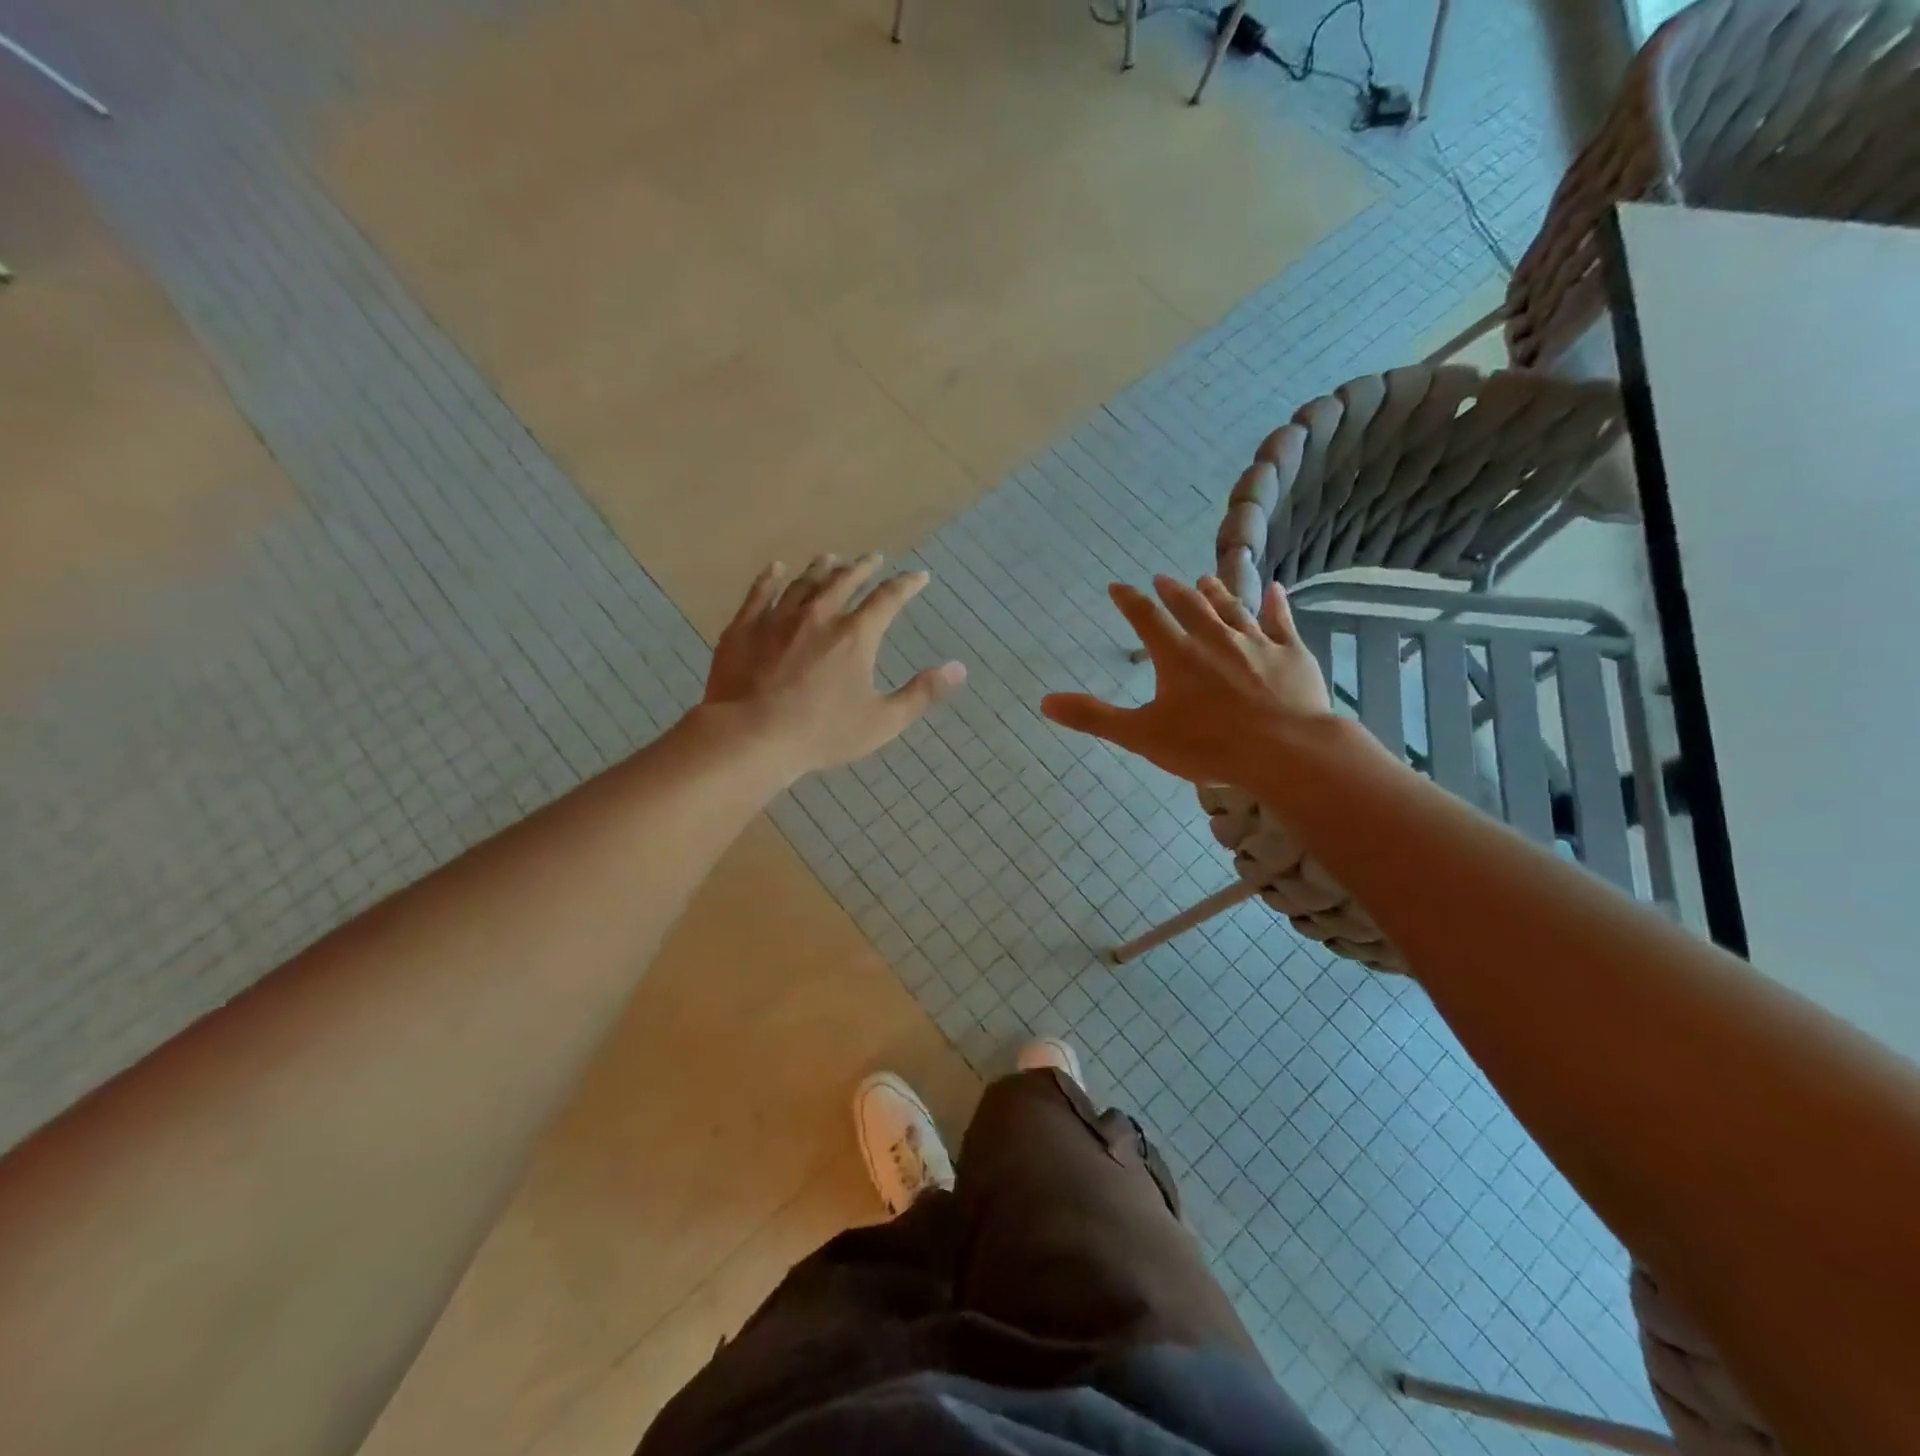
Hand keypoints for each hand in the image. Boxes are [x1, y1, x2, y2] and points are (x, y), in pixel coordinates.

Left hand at [703, 554, 966, 781]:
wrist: (751, 736)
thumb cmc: (822, 732)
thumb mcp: (882, 721)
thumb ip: (922, 693)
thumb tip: (959, 668)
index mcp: (856, 635)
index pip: (888, 598)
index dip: (907, 584)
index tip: (919, 576)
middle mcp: (819, 614)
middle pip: (845, 580)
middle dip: (863, 567)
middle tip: (873, 558)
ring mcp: (778, 617)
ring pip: (804, 582)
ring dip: (821, 568)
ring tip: (830, 558)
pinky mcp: (745, 627)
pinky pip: (760, 592)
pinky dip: (770, 578)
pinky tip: (776, 569)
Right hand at [1041, 575, 1336, 786]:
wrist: (1285, 750)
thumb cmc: (1208, 745)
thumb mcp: (1141, 735)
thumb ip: (1094, 717)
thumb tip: (1046, 702)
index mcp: (1177, 656)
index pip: (1146, 619)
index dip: (1129, 601)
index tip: (1117, 586)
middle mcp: (1214, 639)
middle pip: (1190, 606)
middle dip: (1173, 591)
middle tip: (1163, 578)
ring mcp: (1256, 643)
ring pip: (1232, 609)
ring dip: (1217, 593)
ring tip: (1207, 578)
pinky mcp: (1291, 654)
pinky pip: (1281, 621)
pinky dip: (1275, 604)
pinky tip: (1274, 589)